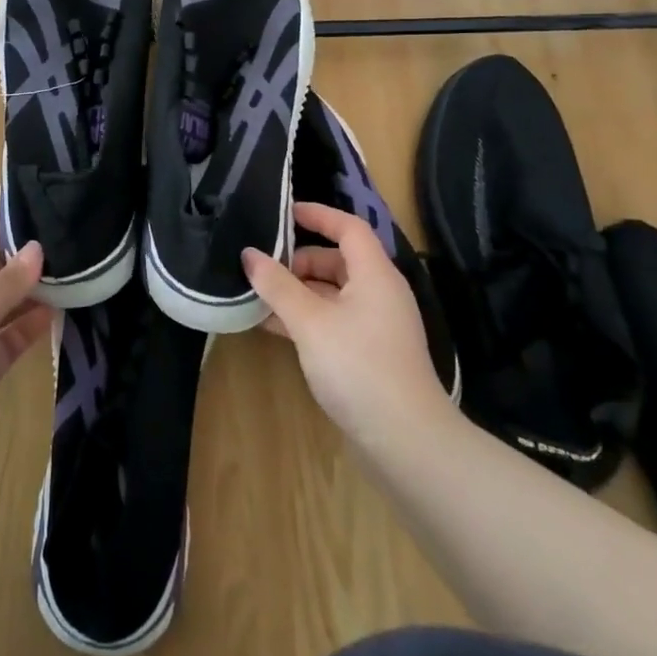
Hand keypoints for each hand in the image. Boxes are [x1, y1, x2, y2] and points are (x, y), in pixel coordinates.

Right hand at [243, 202, 448, 448]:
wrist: (406, 443)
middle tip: (262, 267)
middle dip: (298, 260)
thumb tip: (249, 254)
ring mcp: (376, 326)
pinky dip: (306, 318)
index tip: (283, 212)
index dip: (317, 215)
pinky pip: (333, 321)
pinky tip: (273, 327)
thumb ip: (277, 285)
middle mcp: (380, 293)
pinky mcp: (370, 355)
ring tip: (258, 297)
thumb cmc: (359, 367)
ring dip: (297, 292)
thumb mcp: (310, 322)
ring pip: (332, 293)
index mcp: (375, 274)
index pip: (348, 227)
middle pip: (337, 260)